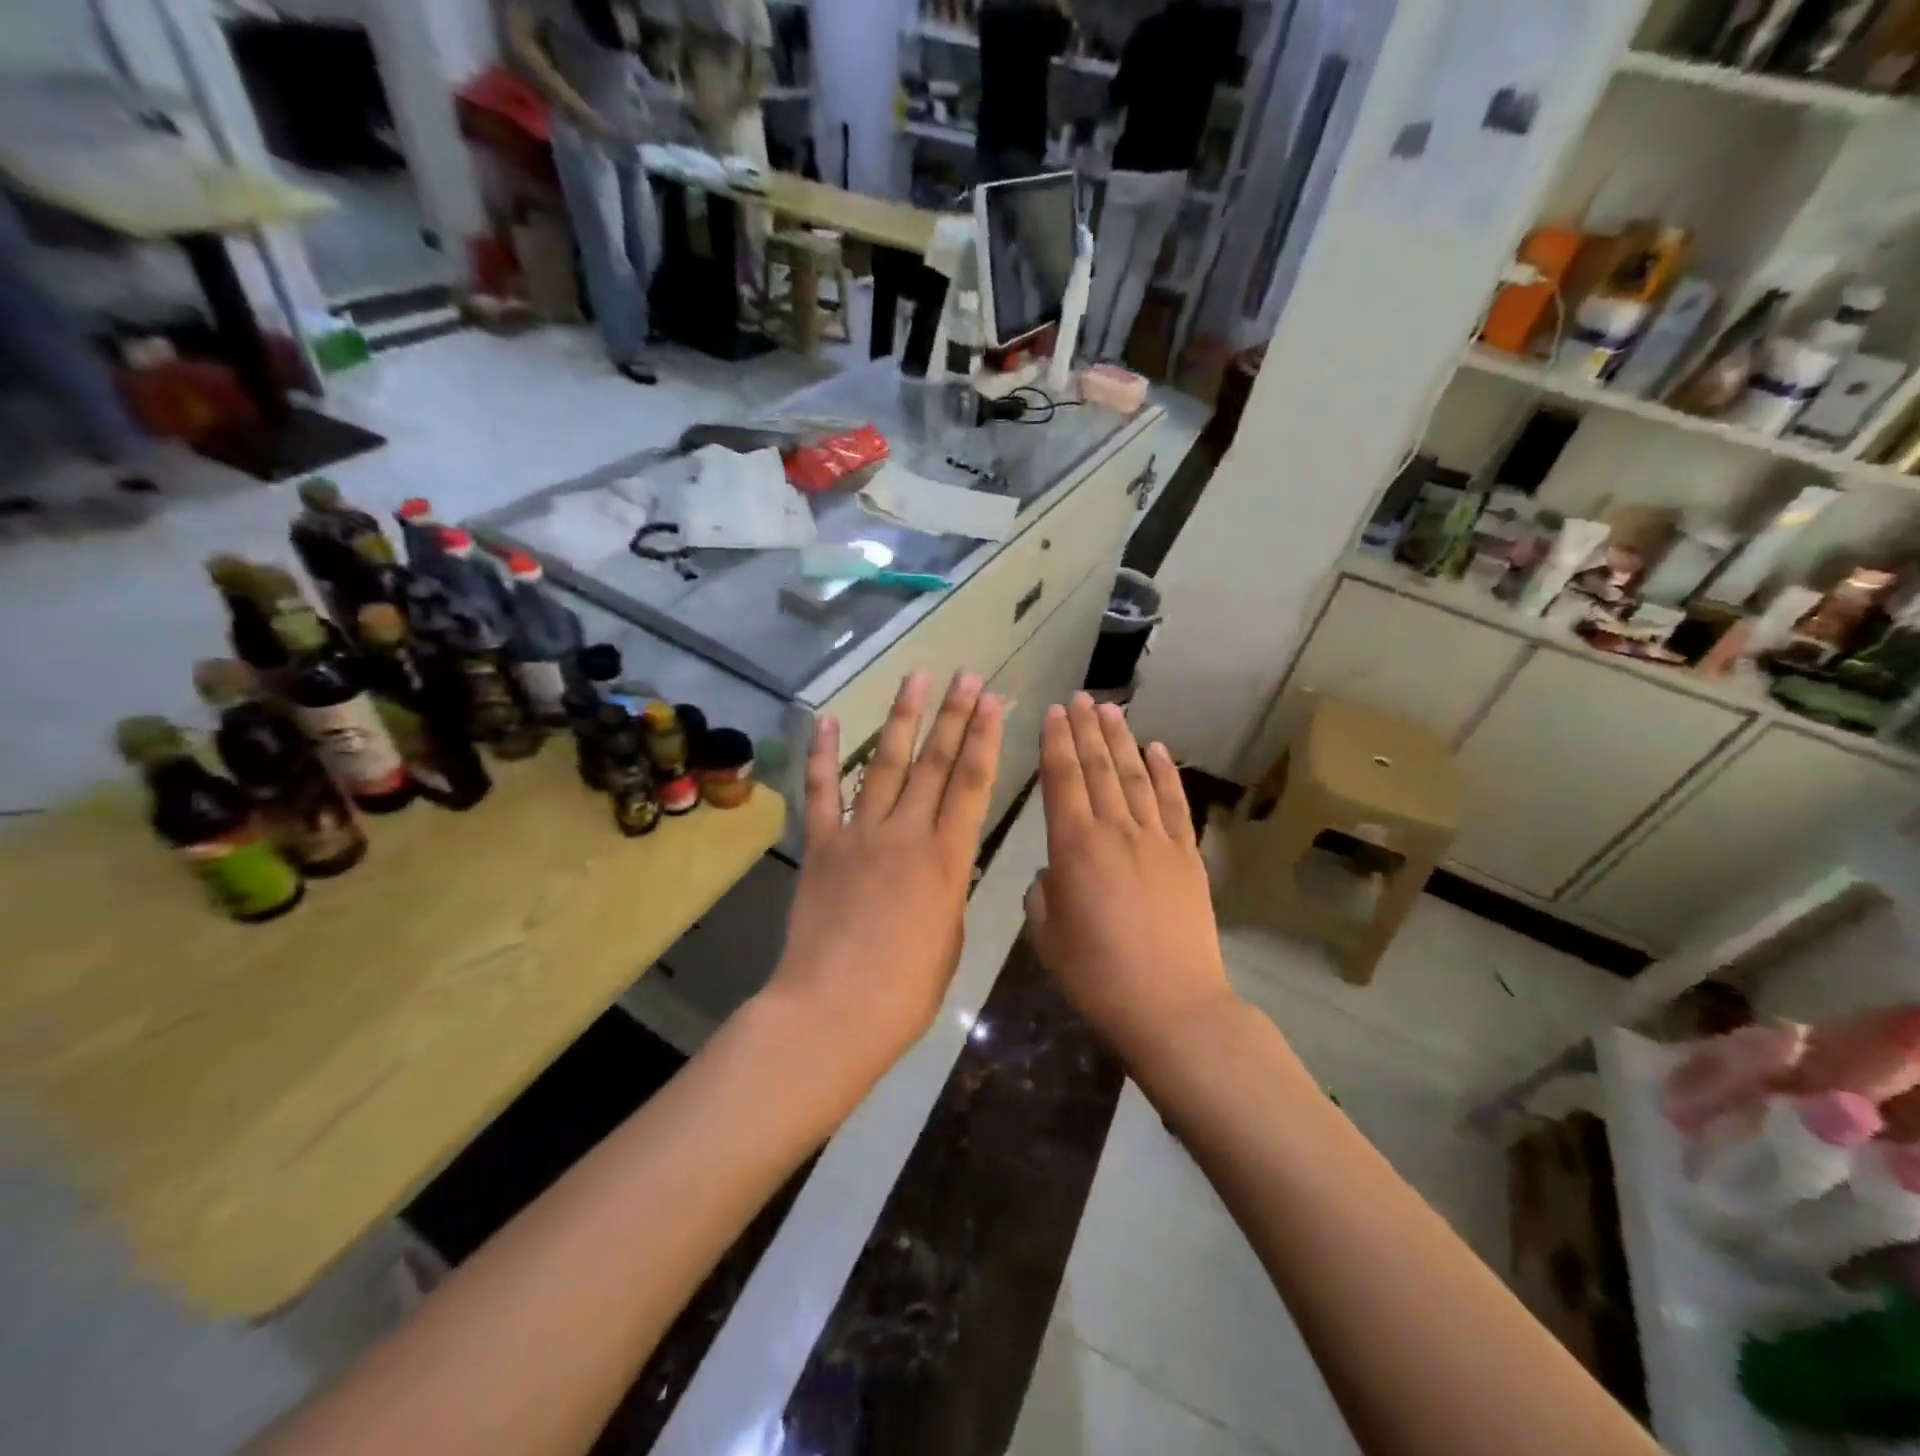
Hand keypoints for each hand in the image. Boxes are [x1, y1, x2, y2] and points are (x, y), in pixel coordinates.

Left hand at [769, 670, 1004, 1080]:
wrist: (834, 1010)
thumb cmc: (905, 990)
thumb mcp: (949, 936)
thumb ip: (948, 889)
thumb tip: (941, 865)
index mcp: (948, 859)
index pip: (972, 784)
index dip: (984, 739)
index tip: (993, 702)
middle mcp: (906, 833)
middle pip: (934, 762)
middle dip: (953, 715)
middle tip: (965, 676)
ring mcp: (860, 835)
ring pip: (885, 764)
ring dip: (902, 718)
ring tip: (915, 678)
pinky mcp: (822, 846)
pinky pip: (821, 793)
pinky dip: (823, 756)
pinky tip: (828, 721)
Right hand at [1027, 696, 1236, 1066]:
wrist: (1173, 1007)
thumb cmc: (1098, 977)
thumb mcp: (1048, 938)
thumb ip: (1043, 895)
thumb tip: (1054, 871)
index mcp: (1074, 848)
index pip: (1062, 780)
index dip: (1055, 743)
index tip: (1052, 712)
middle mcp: (1116, 831)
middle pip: (1098, 767)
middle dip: (1085, 729)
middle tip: (1078, 697)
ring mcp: (1157, 840)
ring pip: (1135, 777)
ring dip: (1122, 740)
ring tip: (1110, 710)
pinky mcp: (1187, 856)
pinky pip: (1175, 804)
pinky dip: (1165, 773)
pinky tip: (1157, 749)